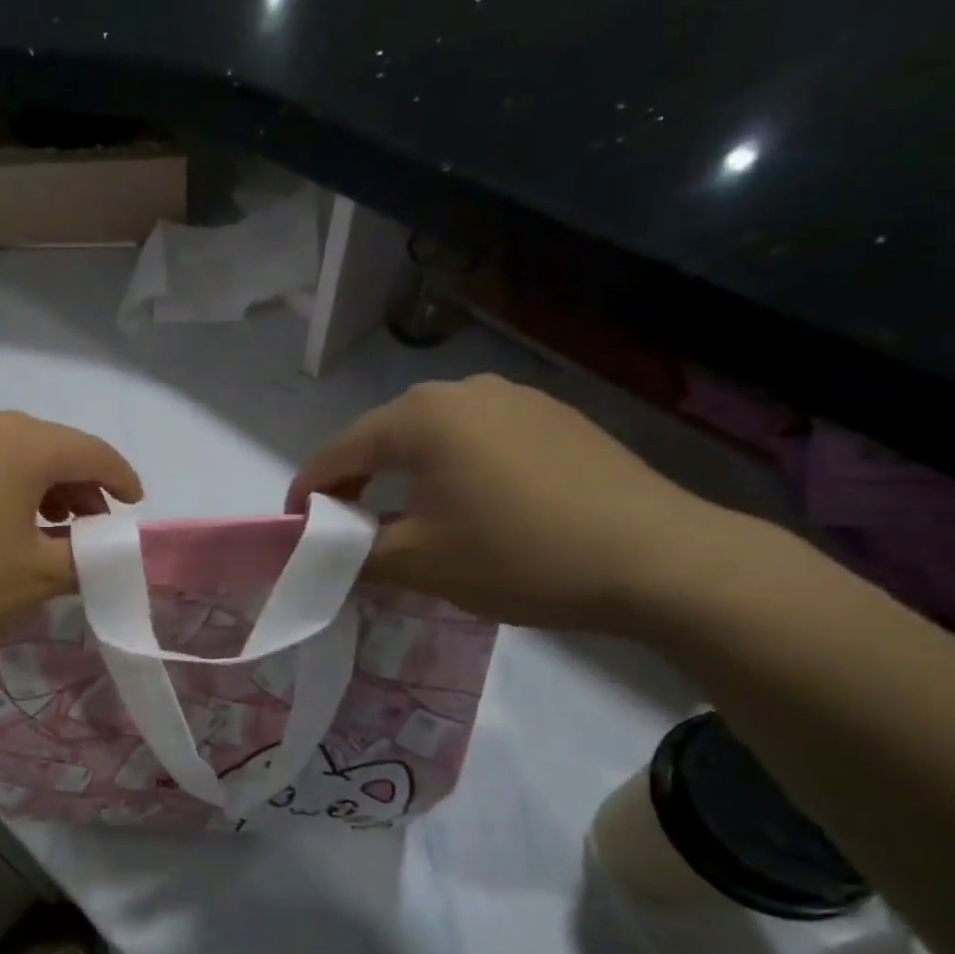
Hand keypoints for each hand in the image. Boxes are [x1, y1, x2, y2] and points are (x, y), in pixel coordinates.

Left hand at [0, 406, 141, 675]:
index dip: (119, 477)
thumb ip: (86, 555)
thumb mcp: (37, 578)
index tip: (132, 504)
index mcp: (18, 444)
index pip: (88, 450)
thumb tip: (99, 545)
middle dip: (69, 482)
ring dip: (19, 480)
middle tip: (79, 524)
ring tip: (23, 523)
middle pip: (39, 445)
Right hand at [288, 375, 739, 631]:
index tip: (294, 528)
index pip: (338, 451)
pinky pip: (476, 437)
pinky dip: (450, 467)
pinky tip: (468, 503)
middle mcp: (462, 390)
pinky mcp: (552, 417)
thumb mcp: (420, 563)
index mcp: (421, 417)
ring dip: (402, 472)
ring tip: (404, 515)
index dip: (308, 491)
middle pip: (382, 435)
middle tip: (346, 526)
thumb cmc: (520, 556)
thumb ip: (353, 553)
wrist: (660, 559)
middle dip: (354, 480)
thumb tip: (323, 550)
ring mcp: (514, 397)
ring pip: (430, 435)